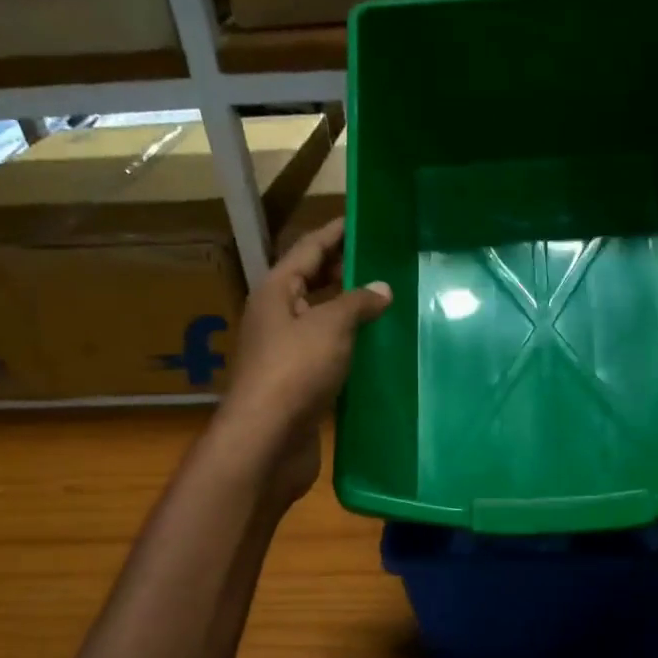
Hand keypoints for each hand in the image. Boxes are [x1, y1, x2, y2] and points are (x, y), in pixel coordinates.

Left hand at [217, 218, 390, 505]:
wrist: (268, 440)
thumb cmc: (295, 372)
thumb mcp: (330, 326)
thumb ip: (357, 302)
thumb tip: (381, 288)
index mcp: (277, 291)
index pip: (309, 248)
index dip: (335, 231)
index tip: (363, 217)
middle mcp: (278, 316)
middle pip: (314, 282)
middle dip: (345, 270)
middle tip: (385, 259)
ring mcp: (288, 351)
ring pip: (323, 319)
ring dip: (351, 310)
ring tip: (390, 299)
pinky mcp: (301, 383)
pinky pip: (330, 352)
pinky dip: (352, 345)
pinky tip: (378, 346)